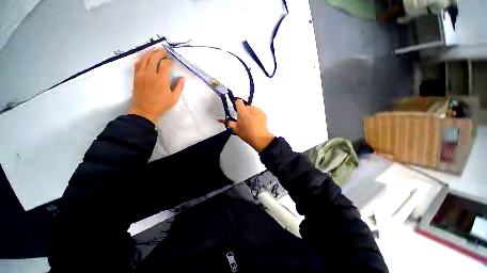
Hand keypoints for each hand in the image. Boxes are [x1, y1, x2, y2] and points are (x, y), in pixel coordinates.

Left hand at [128, 48, 184, 123]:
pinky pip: (138, 63)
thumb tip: (182, 78)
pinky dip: (142, 57)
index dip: (169, 60)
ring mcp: (142, 73)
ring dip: (151, 52)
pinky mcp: (136, 76)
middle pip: (154, 57)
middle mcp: (151, 73)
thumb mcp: (174, 98)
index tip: (172, 60)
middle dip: (160, 53)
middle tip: (165, 51)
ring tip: (155, 49)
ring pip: (145, 58)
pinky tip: (145, 56)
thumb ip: (179, 87)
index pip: (165, 64)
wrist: (144, 110)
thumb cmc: (161, 105)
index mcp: (161, 79)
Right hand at [218, 100, 274, 152]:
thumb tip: (219, 119)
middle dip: (244, 112)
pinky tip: (256, 122)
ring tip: (251, 123)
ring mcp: (258, 110)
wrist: (260, 138)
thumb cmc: (246, 134)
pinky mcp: (263, 113)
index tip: (237, 110)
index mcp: (242, 111)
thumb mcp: (235, 129)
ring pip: (252, 109)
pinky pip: (258, 111)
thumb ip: (227, 122)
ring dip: (250, 113)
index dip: (237, 104)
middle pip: (245, 106)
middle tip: (244, 121)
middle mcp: (250, 108)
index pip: (238, 101)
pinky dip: (256, 115)